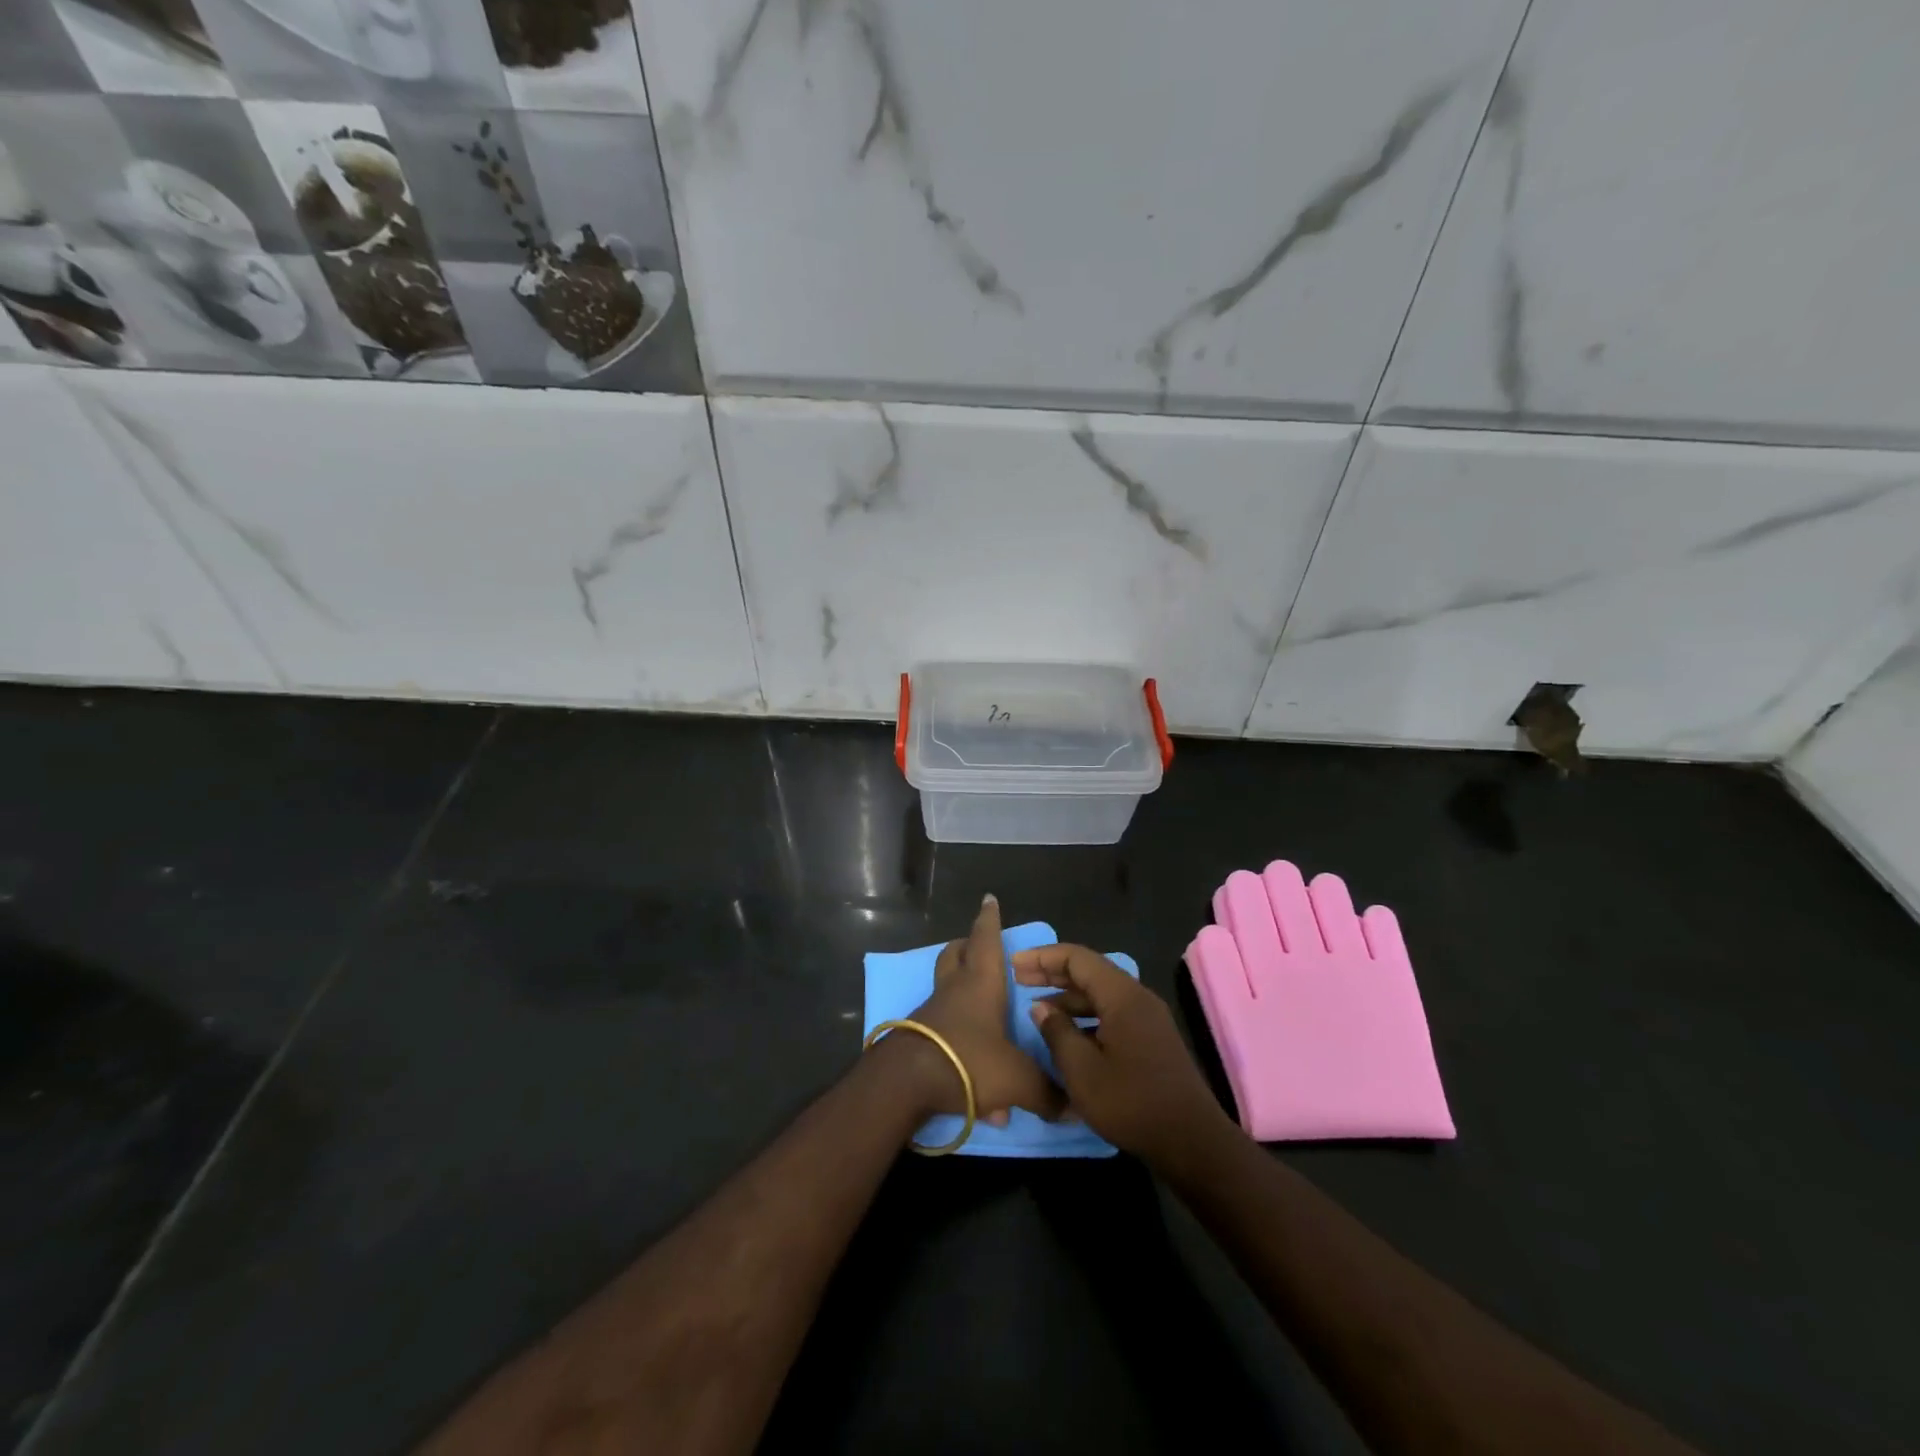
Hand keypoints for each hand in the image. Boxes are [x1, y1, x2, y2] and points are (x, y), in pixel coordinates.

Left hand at [896, 895, 1064, 1126]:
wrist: (905, 1084)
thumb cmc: (967, 1061)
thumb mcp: (1017, 1080)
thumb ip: (1047, 1092)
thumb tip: (1074, 1108)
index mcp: (980, 983)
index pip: (985, 938)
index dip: (989, 919)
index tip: (988, 899)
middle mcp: (954, 990)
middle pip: (955, 955)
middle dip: (966, 947)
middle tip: (977, 947)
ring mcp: (932, 1014)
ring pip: (946, 991)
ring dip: (962, 996)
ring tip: (987, 1020)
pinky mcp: (919, 1039)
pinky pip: (944, 1033)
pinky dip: (962, 1047)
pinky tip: (982, 1095)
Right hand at [1013, 943, 1231, 1168]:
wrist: (1192, 1142)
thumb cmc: (1131, 1102)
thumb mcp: (1081, 1070)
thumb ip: (1057, 1032)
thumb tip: (1040, 1007)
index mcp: (1122, 995)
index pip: (1077, 958)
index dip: (1043, 958)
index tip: (1013, 965)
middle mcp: (1137, 997)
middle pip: (1090, 971)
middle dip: (1053, 972)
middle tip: (1019, 979)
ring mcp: (1148, 1018)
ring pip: (1101, 993)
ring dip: (1069, 996)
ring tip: (1037, 1007)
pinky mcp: (1152, 1039)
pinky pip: (1112, 1012)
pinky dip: (1086, 1015)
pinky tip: (1068, 1034)